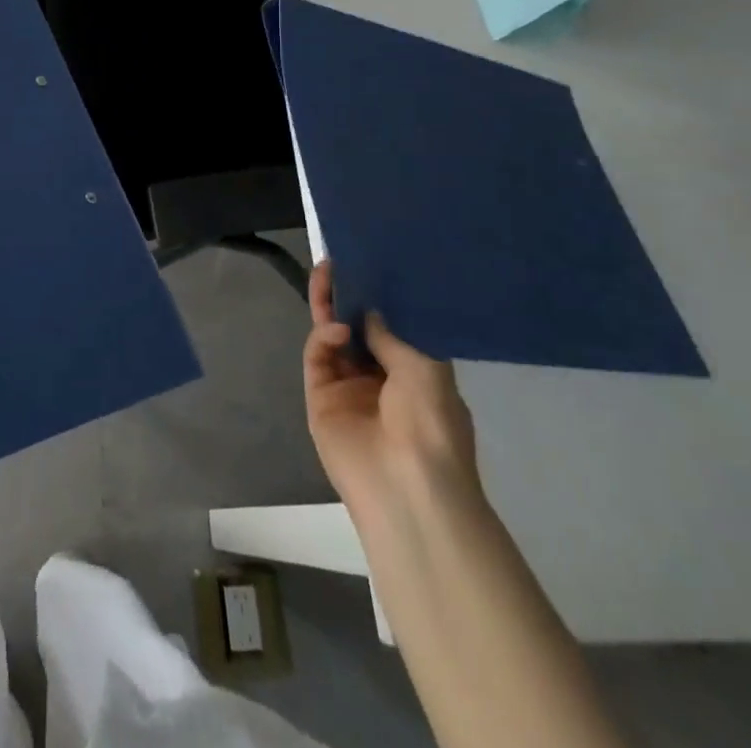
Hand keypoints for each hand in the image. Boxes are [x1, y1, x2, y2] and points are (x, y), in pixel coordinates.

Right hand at [303, 262, 478, 522]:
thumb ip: (392, 333)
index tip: (367, 266)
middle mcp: (379, 378)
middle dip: (345, 296)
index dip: (377, 298)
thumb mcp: (426, 369)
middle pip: (355, 328)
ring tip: (326, 276)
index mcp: (413, 374)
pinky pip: (318, 358)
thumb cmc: (432, 426)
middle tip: (333, 263)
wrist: (409, 487)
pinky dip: (324, 337)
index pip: (389, 327)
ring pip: (332, 338)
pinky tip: (336, 328)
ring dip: (330, 307)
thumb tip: (370, 310)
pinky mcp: (320, 398)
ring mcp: (347, 388)